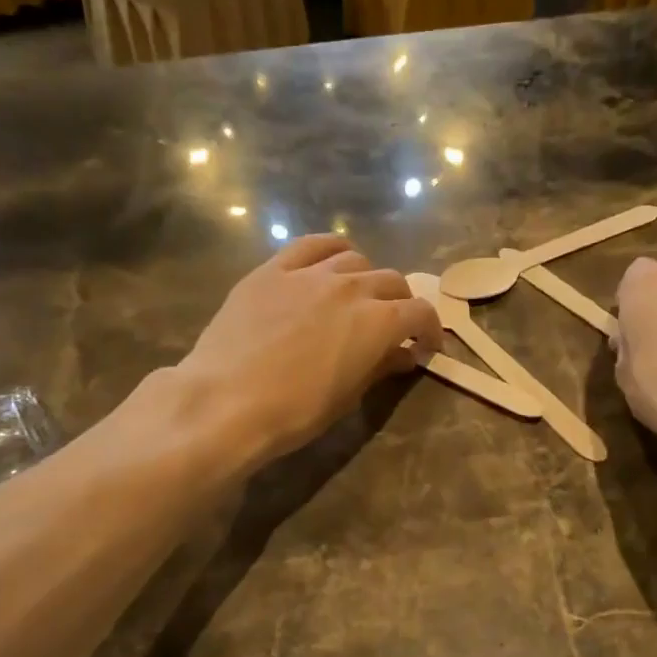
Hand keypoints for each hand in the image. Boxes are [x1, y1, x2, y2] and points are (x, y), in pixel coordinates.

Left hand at [178, 235, 443, 460]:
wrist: (227, 401)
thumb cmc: (295, 411)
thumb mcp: (348, 396)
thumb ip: (380, 366)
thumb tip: (403, 355)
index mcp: (378, 322)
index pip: (420, 312)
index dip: (429, 328)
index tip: (425, 345)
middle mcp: (352, 287)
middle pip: (391, 281)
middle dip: (400, 303)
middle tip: (392, 325)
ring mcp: (310, 273)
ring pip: (354, 260)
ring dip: (366, 278)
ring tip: (357, 297)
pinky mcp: (273, 270)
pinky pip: (311, 245)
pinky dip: (330, 250)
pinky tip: (330, 262)